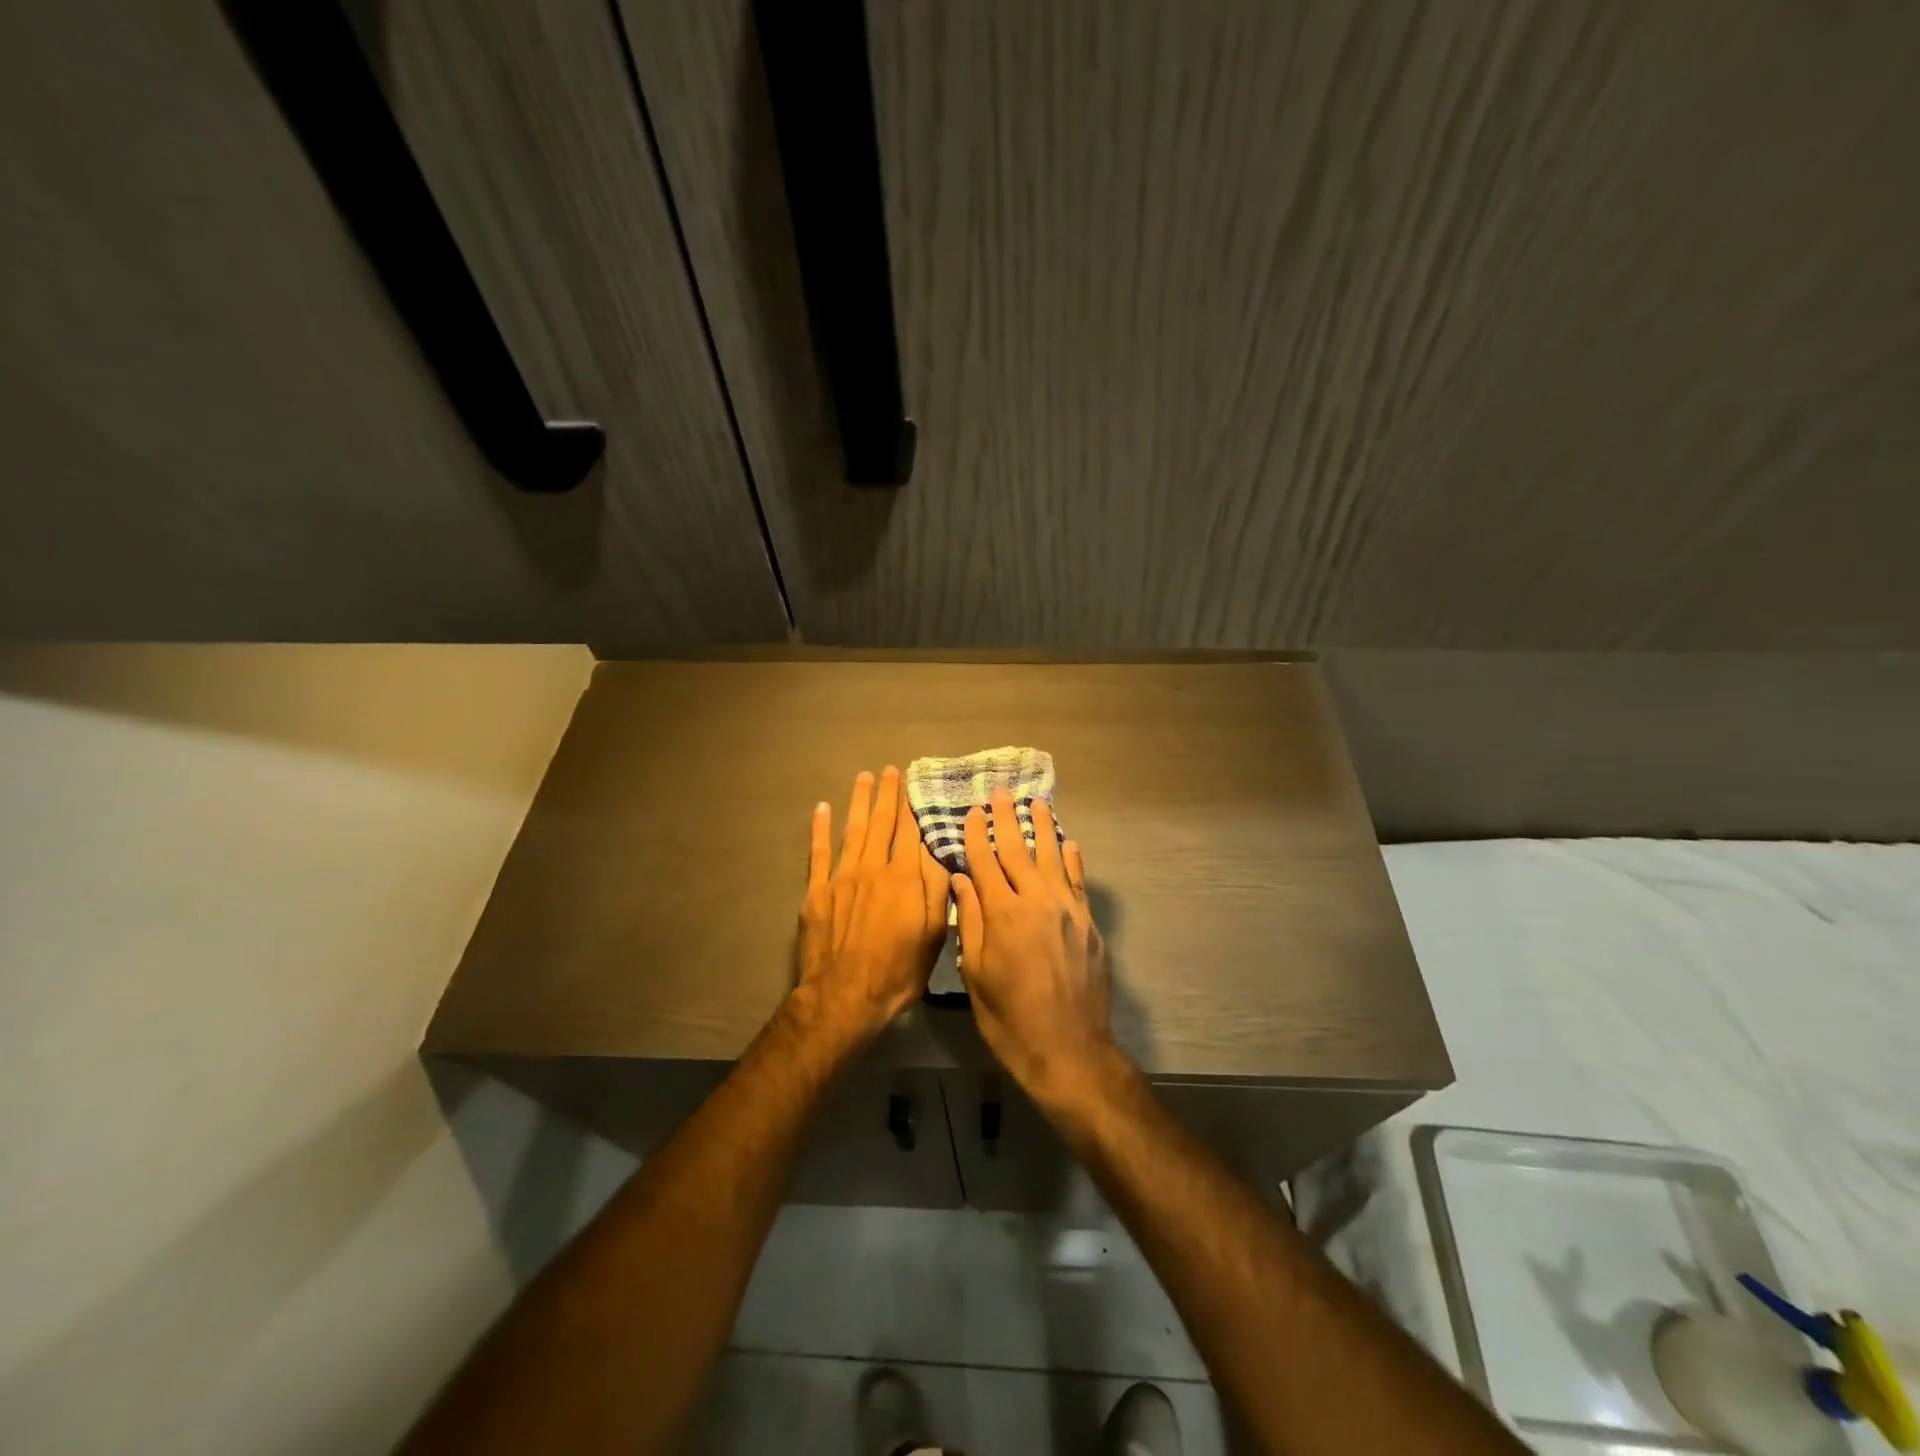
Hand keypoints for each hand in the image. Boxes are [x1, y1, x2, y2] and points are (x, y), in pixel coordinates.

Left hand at [793, 767, 951, 1046]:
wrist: (844, 996)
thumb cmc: (897, 971)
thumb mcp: (932, 935)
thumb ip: (936, 890)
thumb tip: (939, 852)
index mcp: (905, 879)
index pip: (911, 832)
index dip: (913, 806)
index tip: (915, 783)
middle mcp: (874, 868)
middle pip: (882, 823)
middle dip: (887, 794)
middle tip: (889, 770)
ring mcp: (842, 876)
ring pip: (853, 829)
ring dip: (859, 801)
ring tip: (864, 777)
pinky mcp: (817, 891)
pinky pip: (819, 852)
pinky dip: (821, 828)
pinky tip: (823, 808)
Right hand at [952, 789, 1116, 1101]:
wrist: (1069, 1050)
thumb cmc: (1010, 1018)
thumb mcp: (976, 975)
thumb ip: (971, 921)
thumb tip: (961, 878)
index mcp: (1003, 914)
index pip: (985, 863)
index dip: (976, 835)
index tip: (971, 811)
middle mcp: (1037, 901)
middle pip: (1019, 850)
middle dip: (1007, 819)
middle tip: (1001, 792)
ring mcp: (1068, 910)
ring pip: (1053, 858)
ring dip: (1043, 827)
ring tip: (1037, 802)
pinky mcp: (1088, 923)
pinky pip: (1079, 881)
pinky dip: (1073, 860)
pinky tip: (1069, 843)